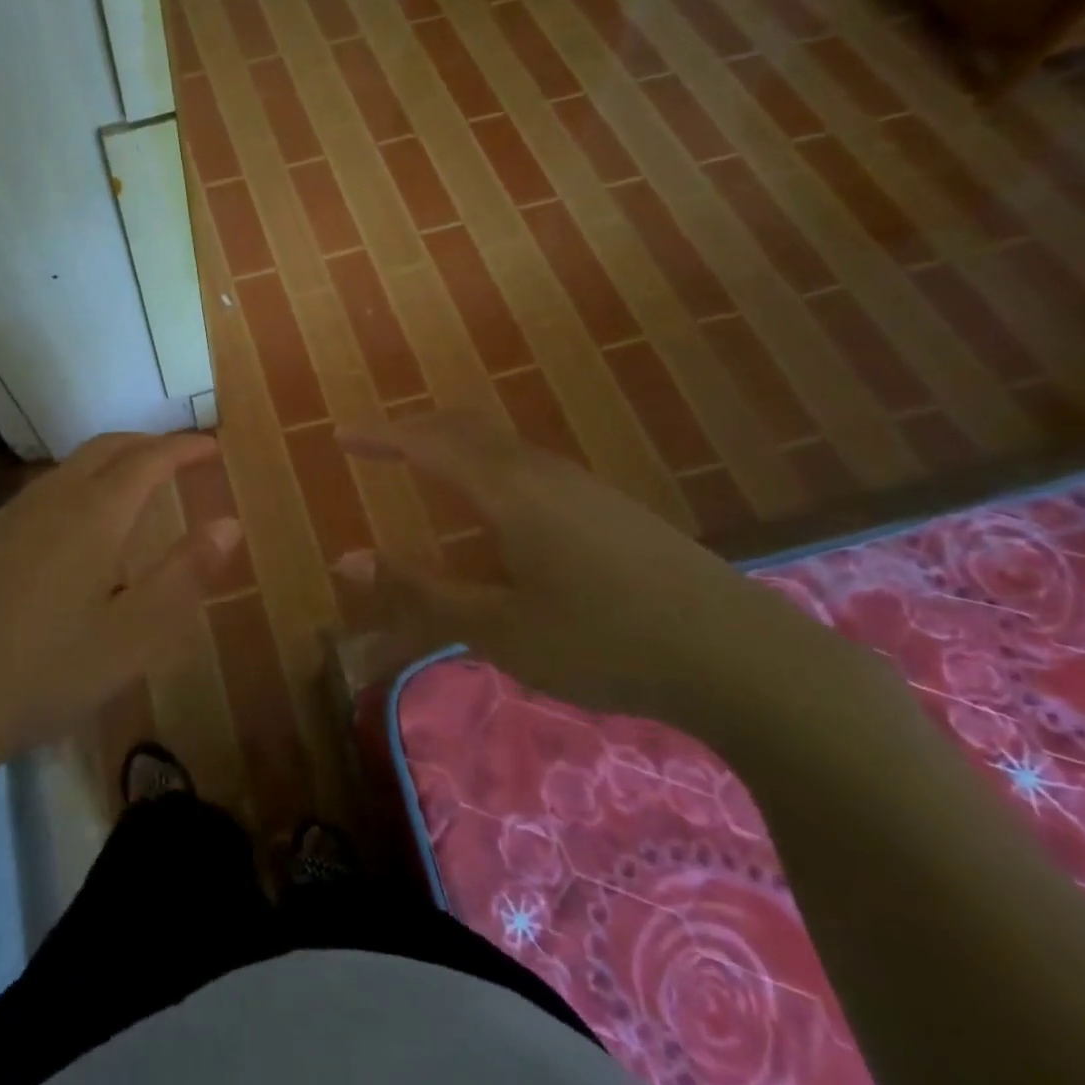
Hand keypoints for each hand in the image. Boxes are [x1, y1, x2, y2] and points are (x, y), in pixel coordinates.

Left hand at [0, 431, 241, 766]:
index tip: (210, 447)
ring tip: (131, 489)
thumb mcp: (134, 635)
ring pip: (66, 469)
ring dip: (107, 464)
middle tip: (177, 458)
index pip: (147, 460)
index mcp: (92, 515)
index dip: (182, 448)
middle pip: (104, 448)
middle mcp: (48, 501)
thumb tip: (229, 523)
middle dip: (146, 443)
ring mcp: (5, 518)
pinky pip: (38, 496)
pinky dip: (73, 489)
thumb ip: (186, 574)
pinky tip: (70, 533)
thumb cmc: (46, 672)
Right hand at [336, 410, 839, 730]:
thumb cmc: (605, 642)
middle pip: (464, 428)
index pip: (426, 444)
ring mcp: (582, 485)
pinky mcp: (609, 506)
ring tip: (425, 467)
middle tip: (376, 444)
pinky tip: (495, 508)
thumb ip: (419, 590)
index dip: (379, 437)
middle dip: (413, 429)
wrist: (743, 656)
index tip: (340, 435)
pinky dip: (486, 464)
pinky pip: (527, 464)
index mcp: (507, 491)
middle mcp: (541, 472)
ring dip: (453, 445)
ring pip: (500, 444)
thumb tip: (347, 559)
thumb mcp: (498, 628)